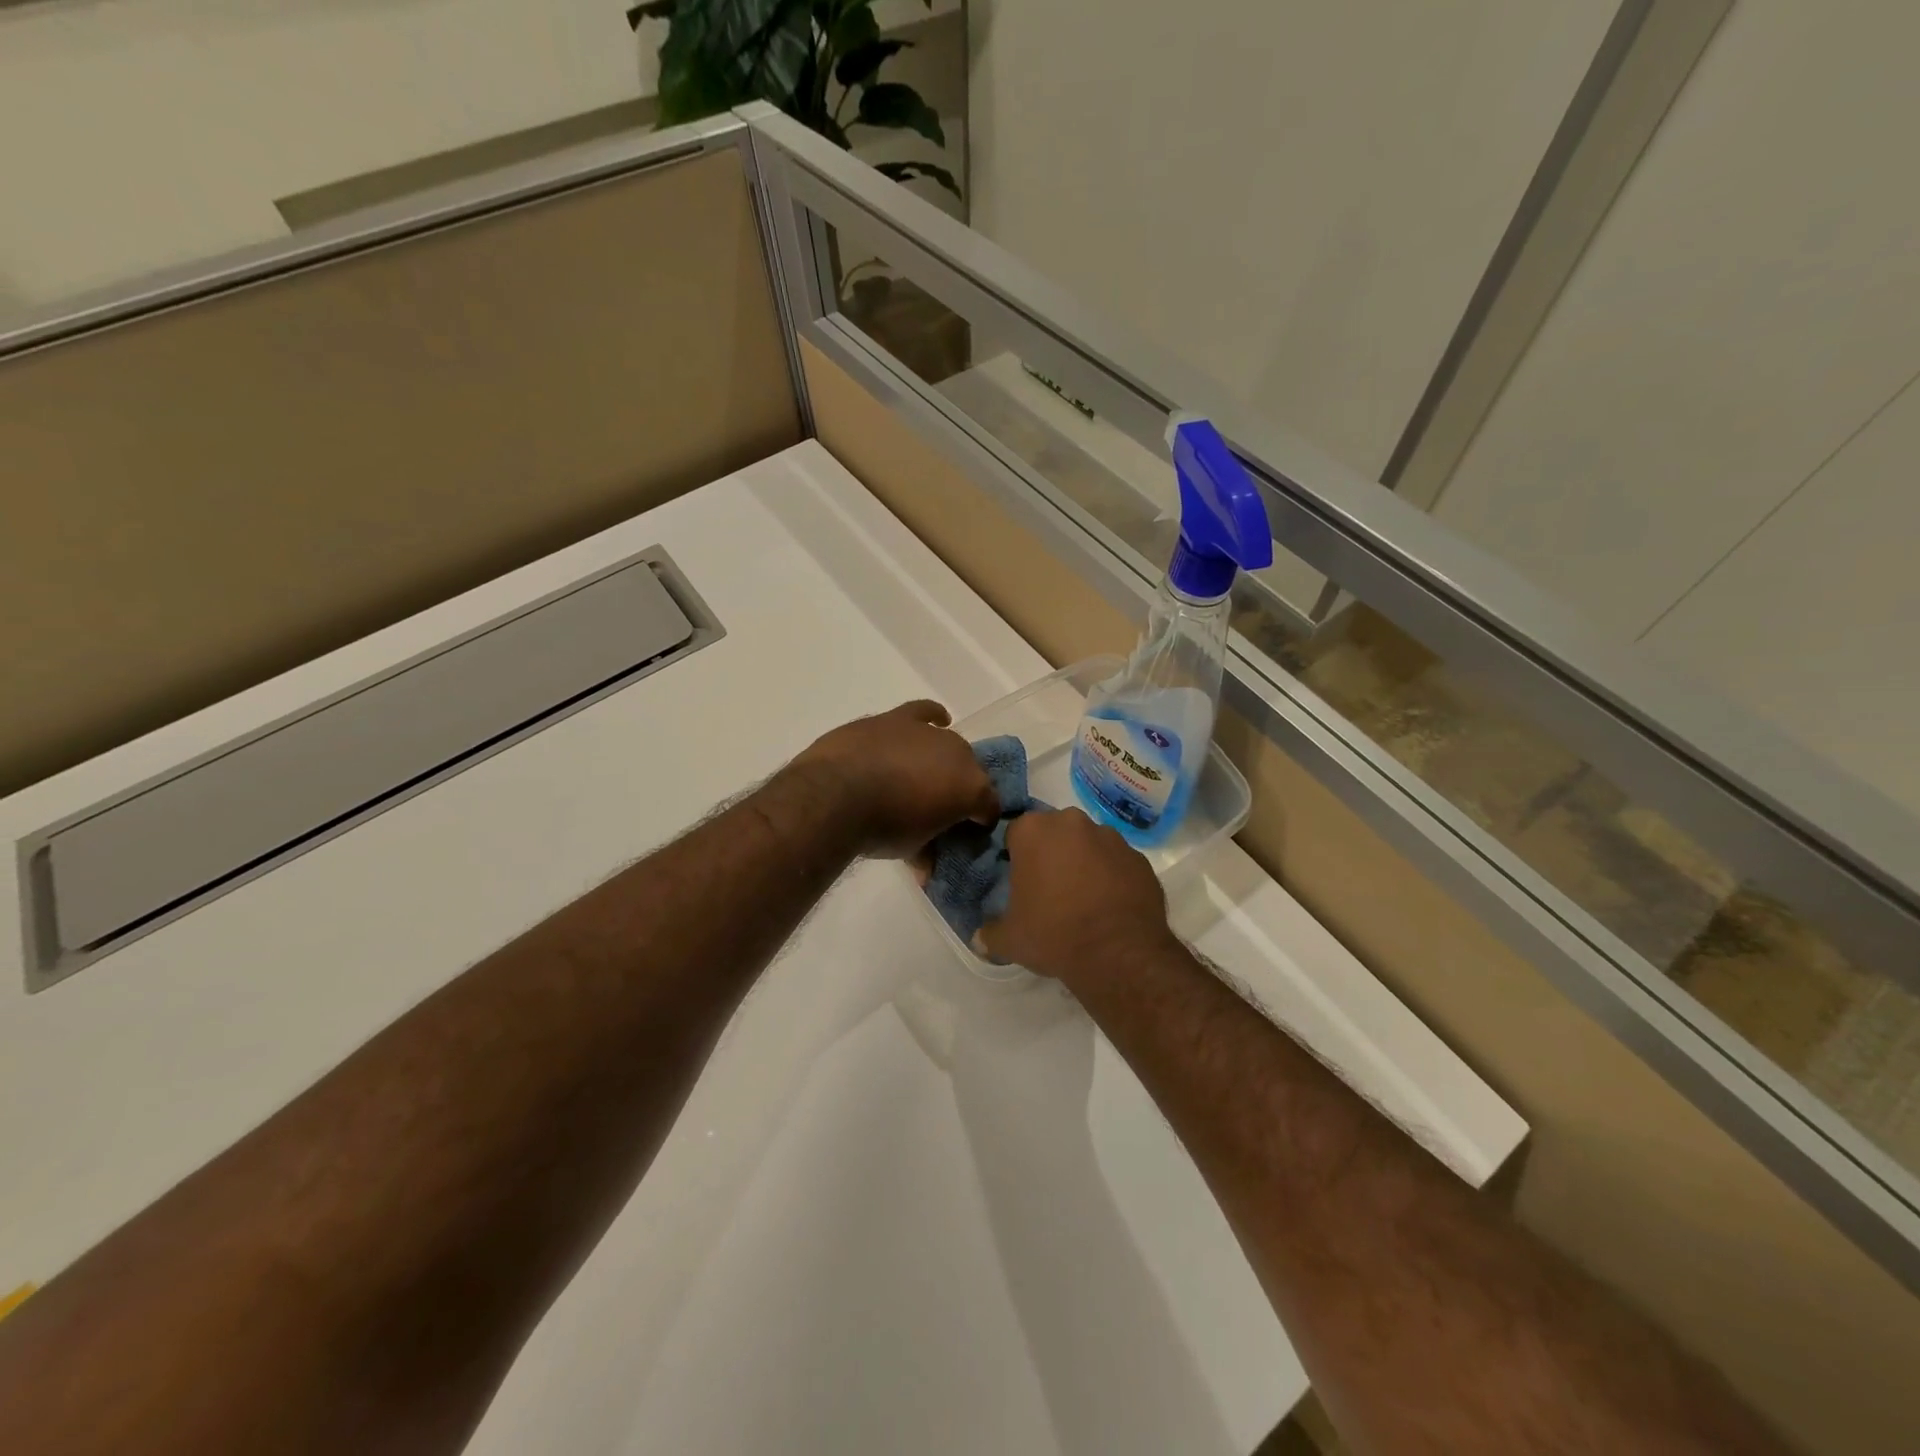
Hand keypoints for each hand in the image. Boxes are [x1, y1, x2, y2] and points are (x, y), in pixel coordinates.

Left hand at [790, 700, 999, 858]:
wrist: (837, 794)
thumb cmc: (881, 828)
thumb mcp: (911, 851)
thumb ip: (926, 854)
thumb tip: (926, 868)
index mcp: (971, 789)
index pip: (989, 807)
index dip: (980, 822)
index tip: (966, 834)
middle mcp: (959, 754)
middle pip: (971, 772)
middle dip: (961, 790)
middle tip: (941, 809)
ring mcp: (928, 732)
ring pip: (949, 744)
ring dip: (944, 760)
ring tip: (929, 776)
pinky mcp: (898, 719)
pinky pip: (925, 712)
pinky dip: (932, 717)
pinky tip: (936, 721)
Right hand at [978, 808, 1178, 986]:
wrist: (1118, 953)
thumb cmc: (1053, 934)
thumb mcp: (1010, 939)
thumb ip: (990, 933)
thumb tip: (979, 939)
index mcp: (1034, 831)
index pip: (1015, 833)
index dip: (1015, 856)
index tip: (1019, 880)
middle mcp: (1072, 823)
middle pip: (1054, 832)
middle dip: (1051, 853)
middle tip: (1049, 889)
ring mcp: (1111, 837)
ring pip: (1088, 843)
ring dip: (1083, 862)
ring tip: (1083, 899)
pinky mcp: (1139, 858)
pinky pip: (1117, 862)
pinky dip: (1112, 876)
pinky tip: (1109, 905)